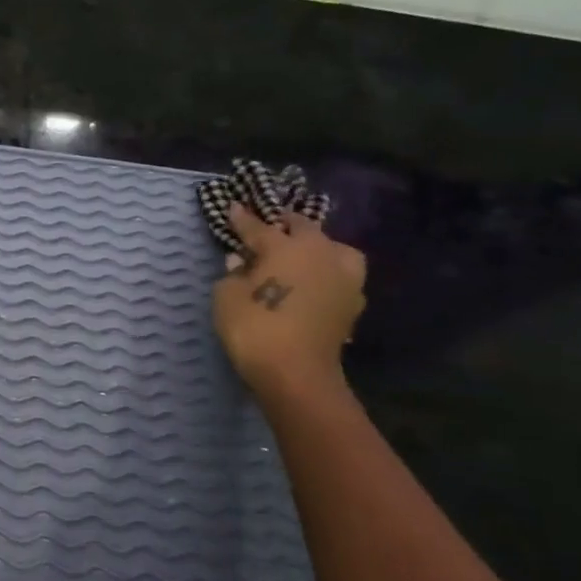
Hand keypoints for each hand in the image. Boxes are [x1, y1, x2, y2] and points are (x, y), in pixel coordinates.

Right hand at [211, 202, 365, 400]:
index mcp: (288, 246)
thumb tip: (243, 263)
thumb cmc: (254, 327)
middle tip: (269, 229)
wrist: (296, 373)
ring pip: (334, 249)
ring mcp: (344, 278)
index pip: (260, 227)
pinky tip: (313, 283)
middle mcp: (321, 253)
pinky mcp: (353, 303)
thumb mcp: (226, 296)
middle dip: (285, 226)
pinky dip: (326, 275)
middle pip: (304, 229)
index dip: (243, 219)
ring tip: (301, 255)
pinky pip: (339, 276)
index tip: (234, 207)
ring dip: (317, 247)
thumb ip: (233, 273)